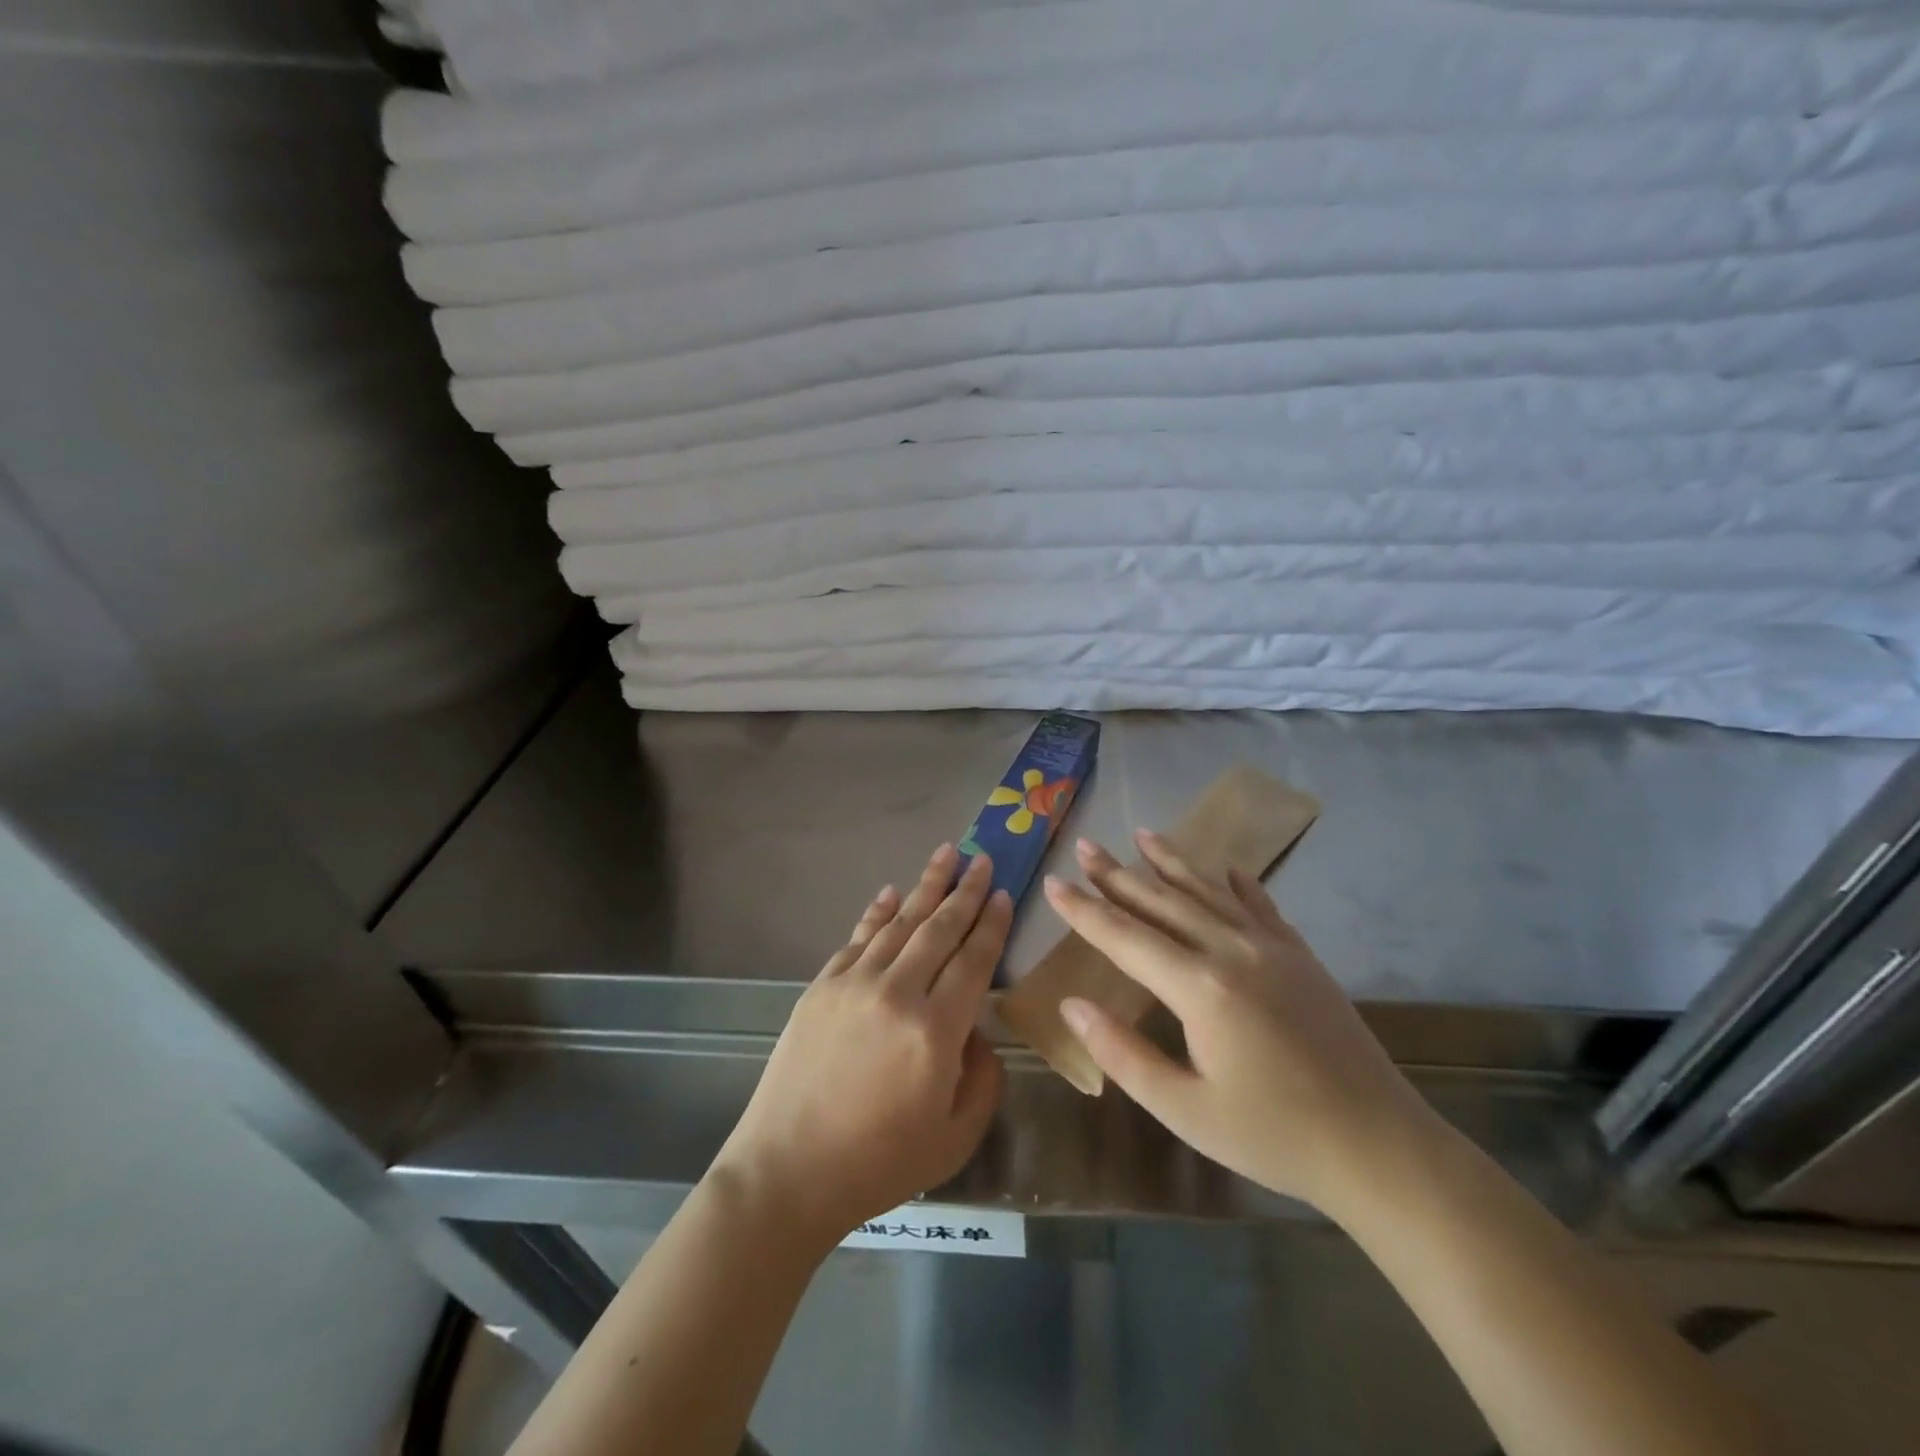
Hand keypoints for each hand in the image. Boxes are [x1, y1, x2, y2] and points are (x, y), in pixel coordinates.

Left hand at [710, 845, 1009, 1250]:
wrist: (789, 1172)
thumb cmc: (880, 1163)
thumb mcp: (956, 1135)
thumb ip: (982, 1076)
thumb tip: (976, 1030)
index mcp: (936, 1030)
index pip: (974, 960)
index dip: (992, 924)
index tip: (1004, 894)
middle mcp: (897, 992)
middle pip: (939, 928)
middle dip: (966, 890)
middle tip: (983, 858)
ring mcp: (854, 984)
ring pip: (899, 922)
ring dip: (926, 886)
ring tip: (945, 855)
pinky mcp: (822, 986)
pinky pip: (858, 937)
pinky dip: (878, 912)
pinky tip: (892, 893)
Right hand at [1044, 832, 1434, 1213]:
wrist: (1379, 1145)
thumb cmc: (1274, 1135)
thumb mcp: (1185, 1109)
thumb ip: (1123, 1054)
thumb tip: (1072, 1005)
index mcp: (1200, 987)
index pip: (1125, 936)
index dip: (1084, 909)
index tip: (1053, 882)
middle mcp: (1232, 950)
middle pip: (1162, 901)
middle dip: (1117, 873)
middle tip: (1084, 845)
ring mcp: (1271, 947)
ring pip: (1208, 891)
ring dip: (1171, 861)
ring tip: (1143, 833)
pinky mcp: (1300, 956)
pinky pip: (1260, 905)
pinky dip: (1236, 882)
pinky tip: (1225, 867)